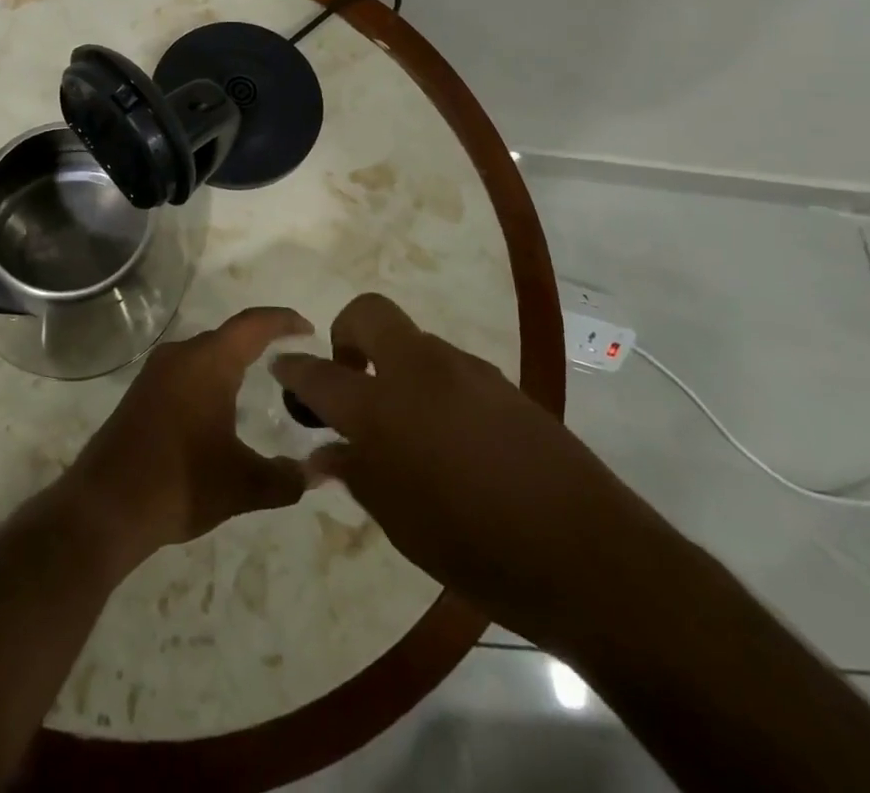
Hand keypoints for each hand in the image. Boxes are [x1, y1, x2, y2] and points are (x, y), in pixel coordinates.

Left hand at [62, 307, 310, 569]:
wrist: (104, 507)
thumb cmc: (180, 484)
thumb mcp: (243, 485)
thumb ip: (286, 478)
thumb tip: (316, 474)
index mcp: (208, 362)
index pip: (253, 324)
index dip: (283, 320)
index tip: (308, 328)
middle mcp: (181, 355)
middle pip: (228, 336)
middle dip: (260, 340)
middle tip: (290, 357)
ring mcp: (156, 373)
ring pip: (204, 353)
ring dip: (232, 360)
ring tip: (260, 378)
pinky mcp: (140, 393)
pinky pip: (185, 371)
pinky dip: (209, 377)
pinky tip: (219, 405)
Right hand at [274, 293, 655, 640]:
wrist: (588, 555)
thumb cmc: (476, 549)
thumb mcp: (400, 522)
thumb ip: (356, 475)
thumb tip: (324, 454)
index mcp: (383, 407)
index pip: (321, 374)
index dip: (295, 369)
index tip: (281, 366)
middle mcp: (420, 371)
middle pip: (368, 313)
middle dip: (346, 333)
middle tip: (350, 378)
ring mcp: (466, 370)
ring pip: (413, 341)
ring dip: (394, 364)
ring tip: (404, 424)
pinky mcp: (502, 383)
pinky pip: (450, 367)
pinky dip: (432, 385)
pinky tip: (449, 437)